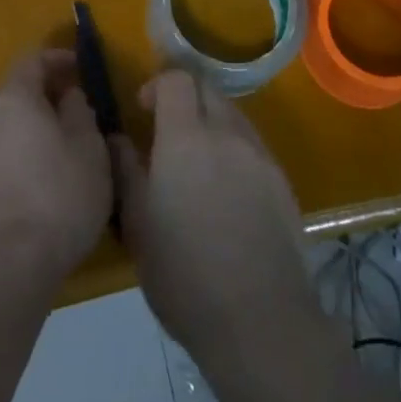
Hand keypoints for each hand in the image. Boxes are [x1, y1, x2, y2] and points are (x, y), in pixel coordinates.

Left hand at [0, 49, 113, 288]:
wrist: (5, 267)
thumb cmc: (58, 195)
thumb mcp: (88, 148)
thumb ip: (79, 113)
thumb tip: (68, 96)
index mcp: (14, 99)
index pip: (32, 60)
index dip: (57, 59)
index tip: (79, 67)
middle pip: (18, 96)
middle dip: (47, 99)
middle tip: (78, 111)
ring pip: (11, 132)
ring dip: (36, 133)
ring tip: (67, 153)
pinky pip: (4, 163)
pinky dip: (26, 162)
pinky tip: (47, 187)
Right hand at [112, 70, 323, 368]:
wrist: (260, 321)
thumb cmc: (184, 273)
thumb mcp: (137, 224)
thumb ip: (124, 170)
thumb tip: (117, 138)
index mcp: (186, 137)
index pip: (177, 79)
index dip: (158, 85)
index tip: (144, 110)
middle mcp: (227, 134)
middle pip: (208, 90)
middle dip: (186, 98)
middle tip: (168, 131)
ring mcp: (260, 157)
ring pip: (233, 116)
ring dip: (211, 122)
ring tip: (197, 162)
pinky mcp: (283, 183)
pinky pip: (253, 146)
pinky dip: (234, 150)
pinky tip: (226, 190)